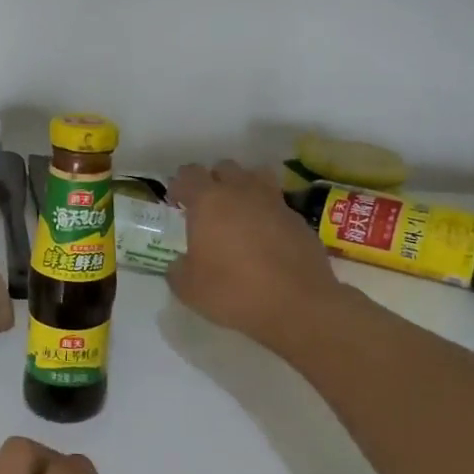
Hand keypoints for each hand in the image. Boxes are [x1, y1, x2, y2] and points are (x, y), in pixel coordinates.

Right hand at [168, 160, 344, 351]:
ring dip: (243, 187)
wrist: (297, 305)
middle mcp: (241, 192)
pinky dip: (266, 212)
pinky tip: (265, 236)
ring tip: (238, 212)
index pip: (188, 175)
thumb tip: (180, 264)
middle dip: (212, 181)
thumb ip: (177, 269)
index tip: (176, 202)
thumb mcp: (189, 289)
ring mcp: (274, 202)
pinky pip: (276, 204)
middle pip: (224, 168)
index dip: (179, 185)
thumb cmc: (234, 292)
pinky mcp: (297, 219)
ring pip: (255, 177)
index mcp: (209, 201)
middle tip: (207, 207)